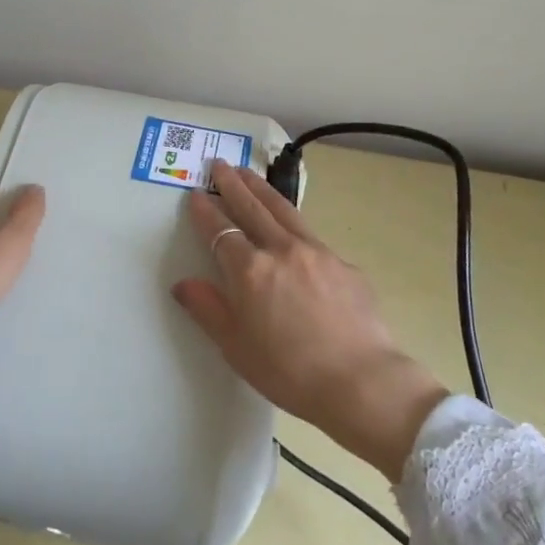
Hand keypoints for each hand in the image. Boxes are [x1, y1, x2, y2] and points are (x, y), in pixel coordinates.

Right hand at [174, 161, 447, 481]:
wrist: (360, 381)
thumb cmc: (289, 372)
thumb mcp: (236, 348)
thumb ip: (208, 309)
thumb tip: (183, 283)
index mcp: (250, 271)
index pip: (221, 230)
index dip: (206, 211)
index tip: (196, 194)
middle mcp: (281, 249)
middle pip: (252, 207)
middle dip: (233, 184)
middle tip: (220, 164)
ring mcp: (316, 251)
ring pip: (283, 210)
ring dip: (262, 189)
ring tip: (249, 173)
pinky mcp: (343, 262)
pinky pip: (310, 234)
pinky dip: (293, 221)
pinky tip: (291, 224)